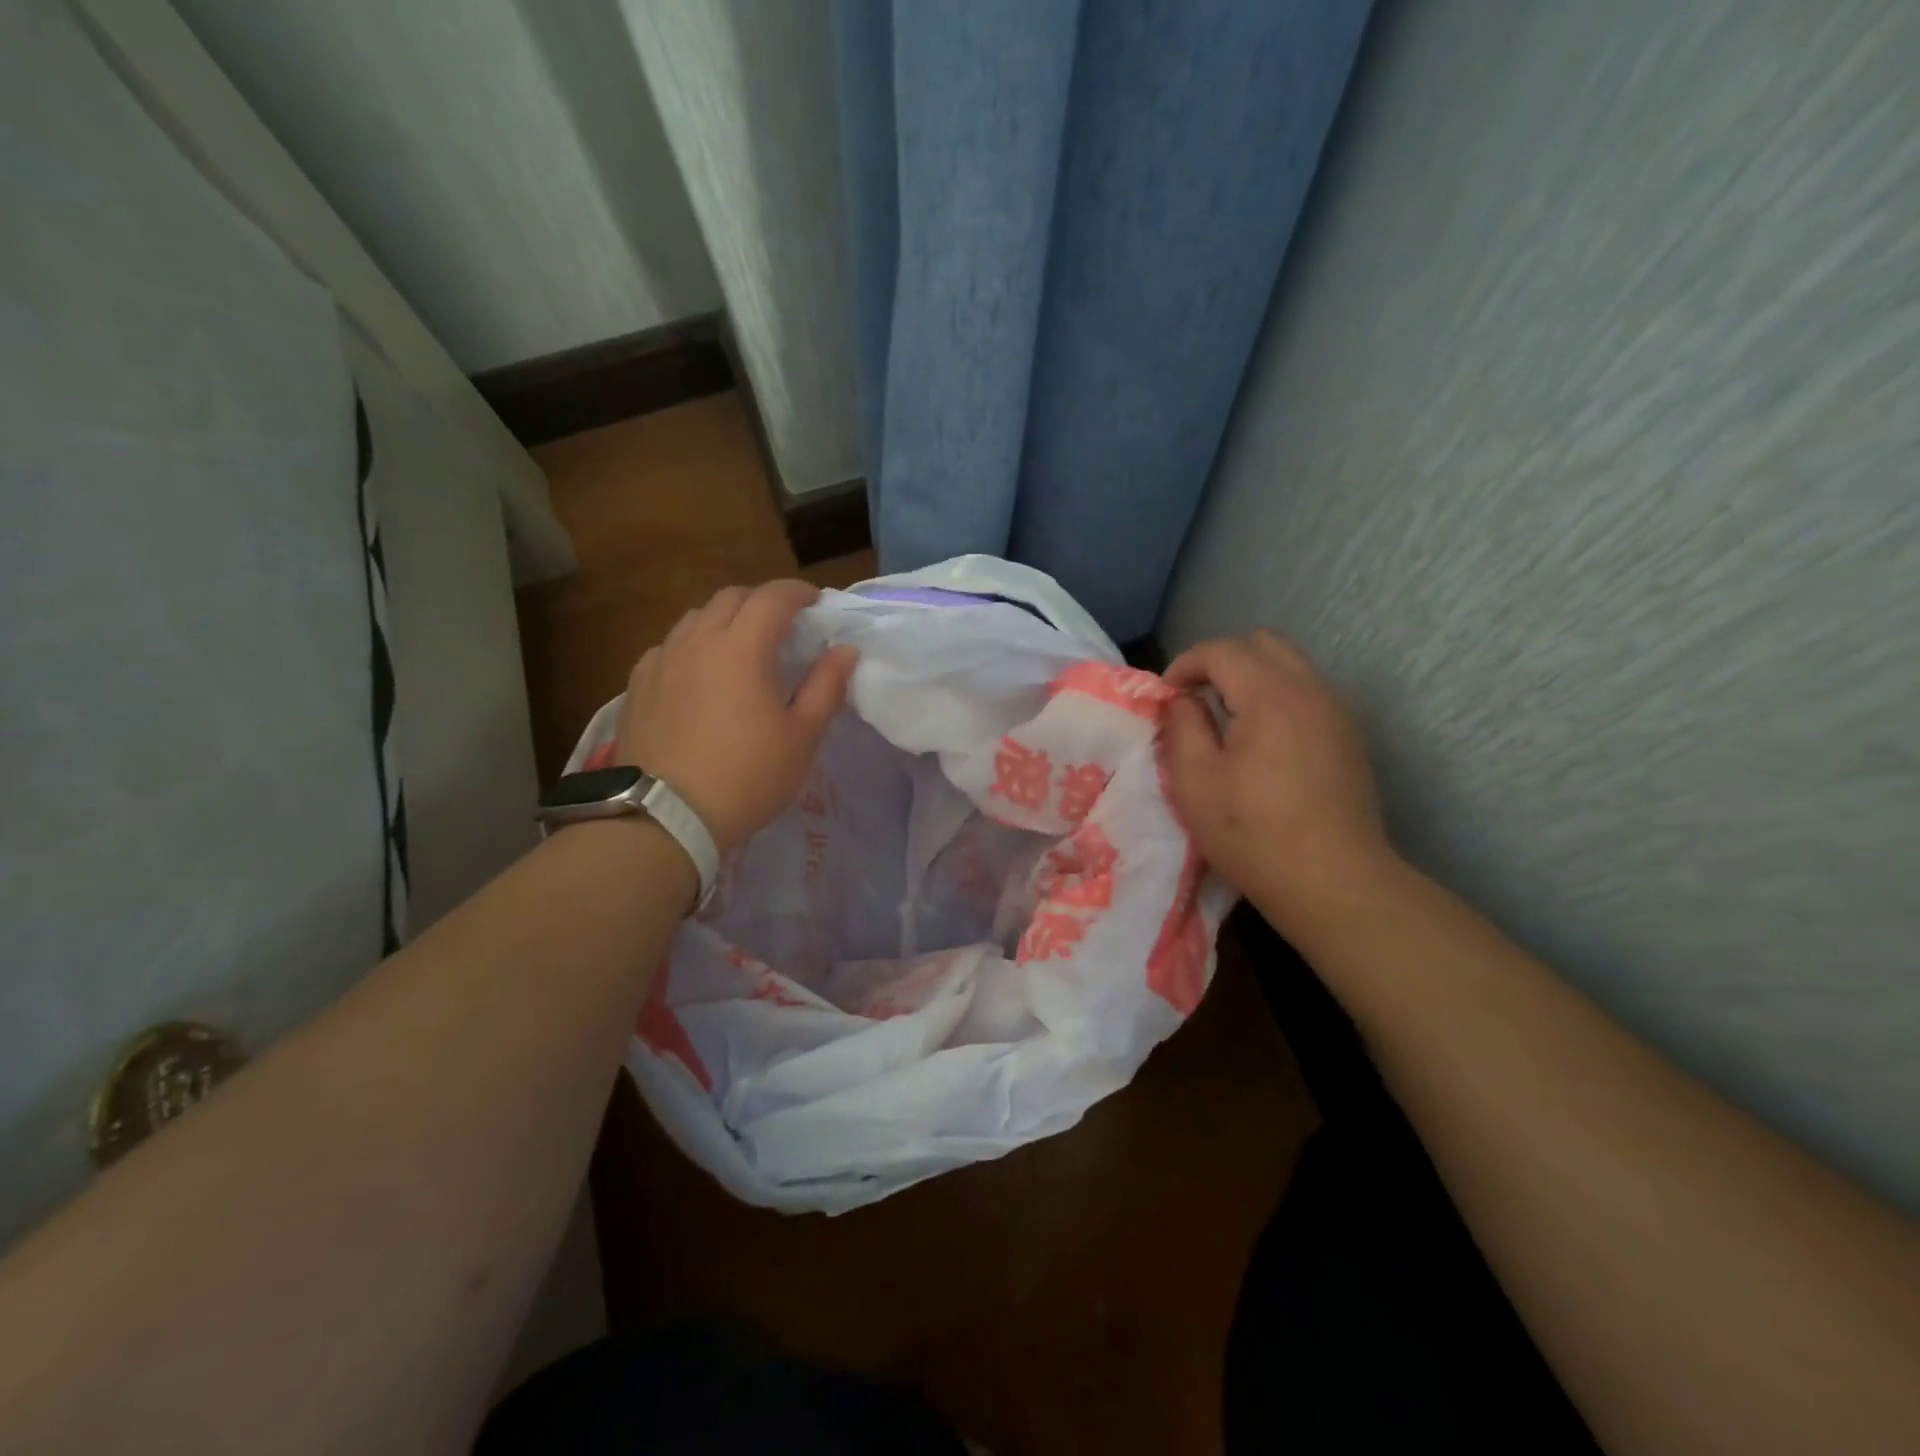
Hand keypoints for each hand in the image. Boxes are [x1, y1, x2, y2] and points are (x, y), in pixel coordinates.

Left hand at [616, 580, 857, 853]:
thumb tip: (844, 651)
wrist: (666, 817)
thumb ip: (826, 686)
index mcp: (742, 648)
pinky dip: (692, 646)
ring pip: (695, 618)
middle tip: (783, 625)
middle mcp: (697, 641)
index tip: (816, 602)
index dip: (798, 592)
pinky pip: (668, 647)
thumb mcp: (802, 737)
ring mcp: (661, 661)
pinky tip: (698, 674)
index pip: (773, 597)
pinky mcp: (637, 685)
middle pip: (731, 597)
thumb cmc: (748, 777)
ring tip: (740, 647)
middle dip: (762, 601)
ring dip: (724, 620)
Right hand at [1160, 630, 1396, 931]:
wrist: (1333, 882)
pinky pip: (1307, 692)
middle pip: (1263, 644)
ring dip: (1250, 677)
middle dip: (1220, 660)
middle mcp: (1311, 690)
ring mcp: (1336, 713)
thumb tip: (1183, 700)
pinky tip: (1260, 740)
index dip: (1185, 665)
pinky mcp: (1347, 738)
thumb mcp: (1196, 780)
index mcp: (1271, 695)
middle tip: (1195, 698)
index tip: (1166, 698)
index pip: (1222, 650)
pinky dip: (1276, 696)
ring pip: (1290, 665)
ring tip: (1226, 719)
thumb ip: (1182, 726)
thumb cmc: (1253, 832)